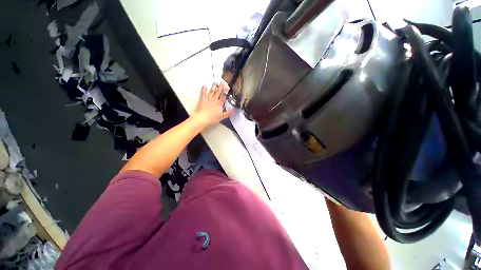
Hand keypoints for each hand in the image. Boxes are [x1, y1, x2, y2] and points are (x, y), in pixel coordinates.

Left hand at [193, 80, 232, 126]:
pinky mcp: (202, 100)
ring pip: (211, 91)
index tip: (227, 86)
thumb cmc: (212, 118)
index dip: (225, 92)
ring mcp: (208, 99)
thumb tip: (234, 112)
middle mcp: (214, 100)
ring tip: (215, 81)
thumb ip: (228, 114)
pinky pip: (203, 93)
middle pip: (218, 93)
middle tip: (222, 81)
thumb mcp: (222, 117)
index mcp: (219, 104)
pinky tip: (204, 84)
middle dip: (220, 87)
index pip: (223, 96)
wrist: (202, 118)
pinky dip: (203, 89)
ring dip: (213, 86)